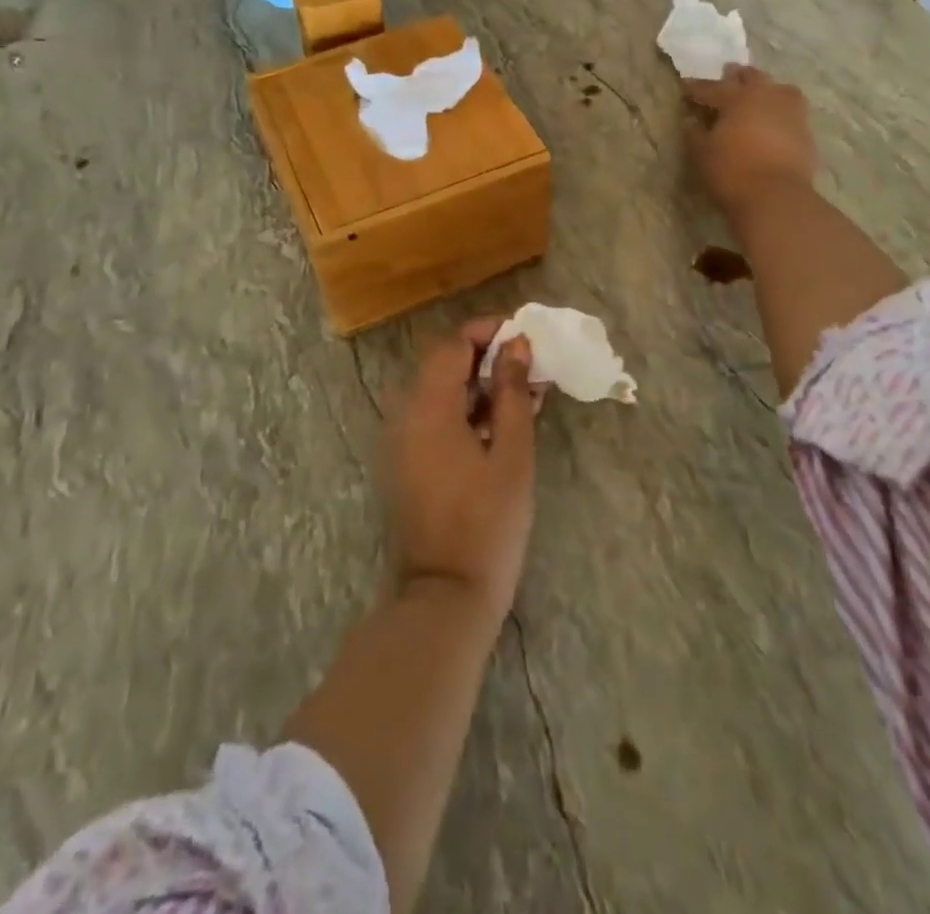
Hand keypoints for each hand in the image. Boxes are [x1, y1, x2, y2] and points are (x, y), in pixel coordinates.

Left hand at [382, 320, 540, 625]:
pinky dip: (464, 413)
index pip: (452, 345)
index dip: (487, 331)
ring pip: (439, 393)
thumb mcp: (512, 453)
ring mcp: (400, 441)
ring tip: (524, 397)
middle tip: (530, 368)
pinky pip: (433, 420)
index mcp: (427, 407)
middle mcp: (404, 415)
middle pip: (443, 366)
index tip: (523, 335)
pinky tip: (500, 427)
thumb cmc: (487, 523)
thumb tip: (516, 346)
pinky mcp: (404, 464)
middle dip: (487, 358)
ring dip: (478, 387)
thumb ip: (511, 392)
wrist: (444, 596)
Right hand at [683, 64, 816, 218]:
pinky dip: (780, 112)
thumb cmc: (731, 170)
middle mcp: (767, 96)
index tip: (685, 85)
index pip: (712, 88)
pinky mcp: (806, 132)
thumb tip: (692, 123)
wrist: (776, 196)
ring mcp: (791, 112)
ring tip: (759, 95)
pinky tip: (773, 122)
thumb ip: (695, 135)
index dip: (696, 88)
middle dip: (737, 77)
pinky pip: (791, 112)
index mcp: (737, 97)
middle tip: (728, 76)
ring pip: (780, 89)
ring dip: (766, 89)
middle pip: (752, 77)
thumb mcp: (702, 154)